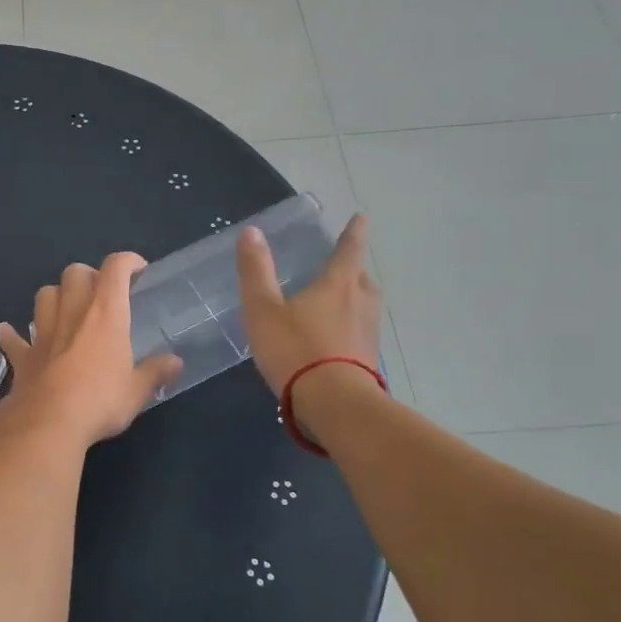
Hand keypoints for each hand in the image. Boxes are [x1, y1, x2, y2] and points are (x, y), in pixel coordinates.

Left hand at [0, 254, 182, 446]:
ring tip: (66, 309)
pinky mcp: (23, 355)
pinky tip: (10, 332)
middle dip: (89, 275)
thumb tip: (175, 363)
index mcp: (105, 314)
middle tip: (101, 295)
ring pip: (44, 294)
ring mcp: (42, 332)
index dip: (127, 261)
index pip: (115, 269)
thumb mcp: (136, 391)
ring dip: (56, 295)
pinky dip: (12, 333)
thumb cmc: (100, 402)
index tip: (138, 269)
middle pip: (75, 272)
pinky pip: (13, 337)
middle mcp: (72, 312)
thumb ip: (155, 372)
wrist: (48, 424)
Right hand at [236, 214, 384, 407]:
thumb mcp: (263, 309)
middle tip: (342, 266)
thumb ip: (256, 271)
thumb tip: (252, 231)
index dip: (354, 232)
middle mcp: (360, 303)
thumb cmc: (296, 349)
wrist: (335, 404)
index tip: (362, 217)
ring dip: (354, 299)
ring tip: (337, 302)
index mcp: (338, 285)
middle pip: (362, 278)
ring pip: (365, 306)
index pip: (349, 250)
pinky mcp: (368, 360)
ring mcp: (368, 334)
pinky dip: (349, 328)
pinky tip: (334, 340)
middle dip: (353, 270)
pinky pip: (360, 332)